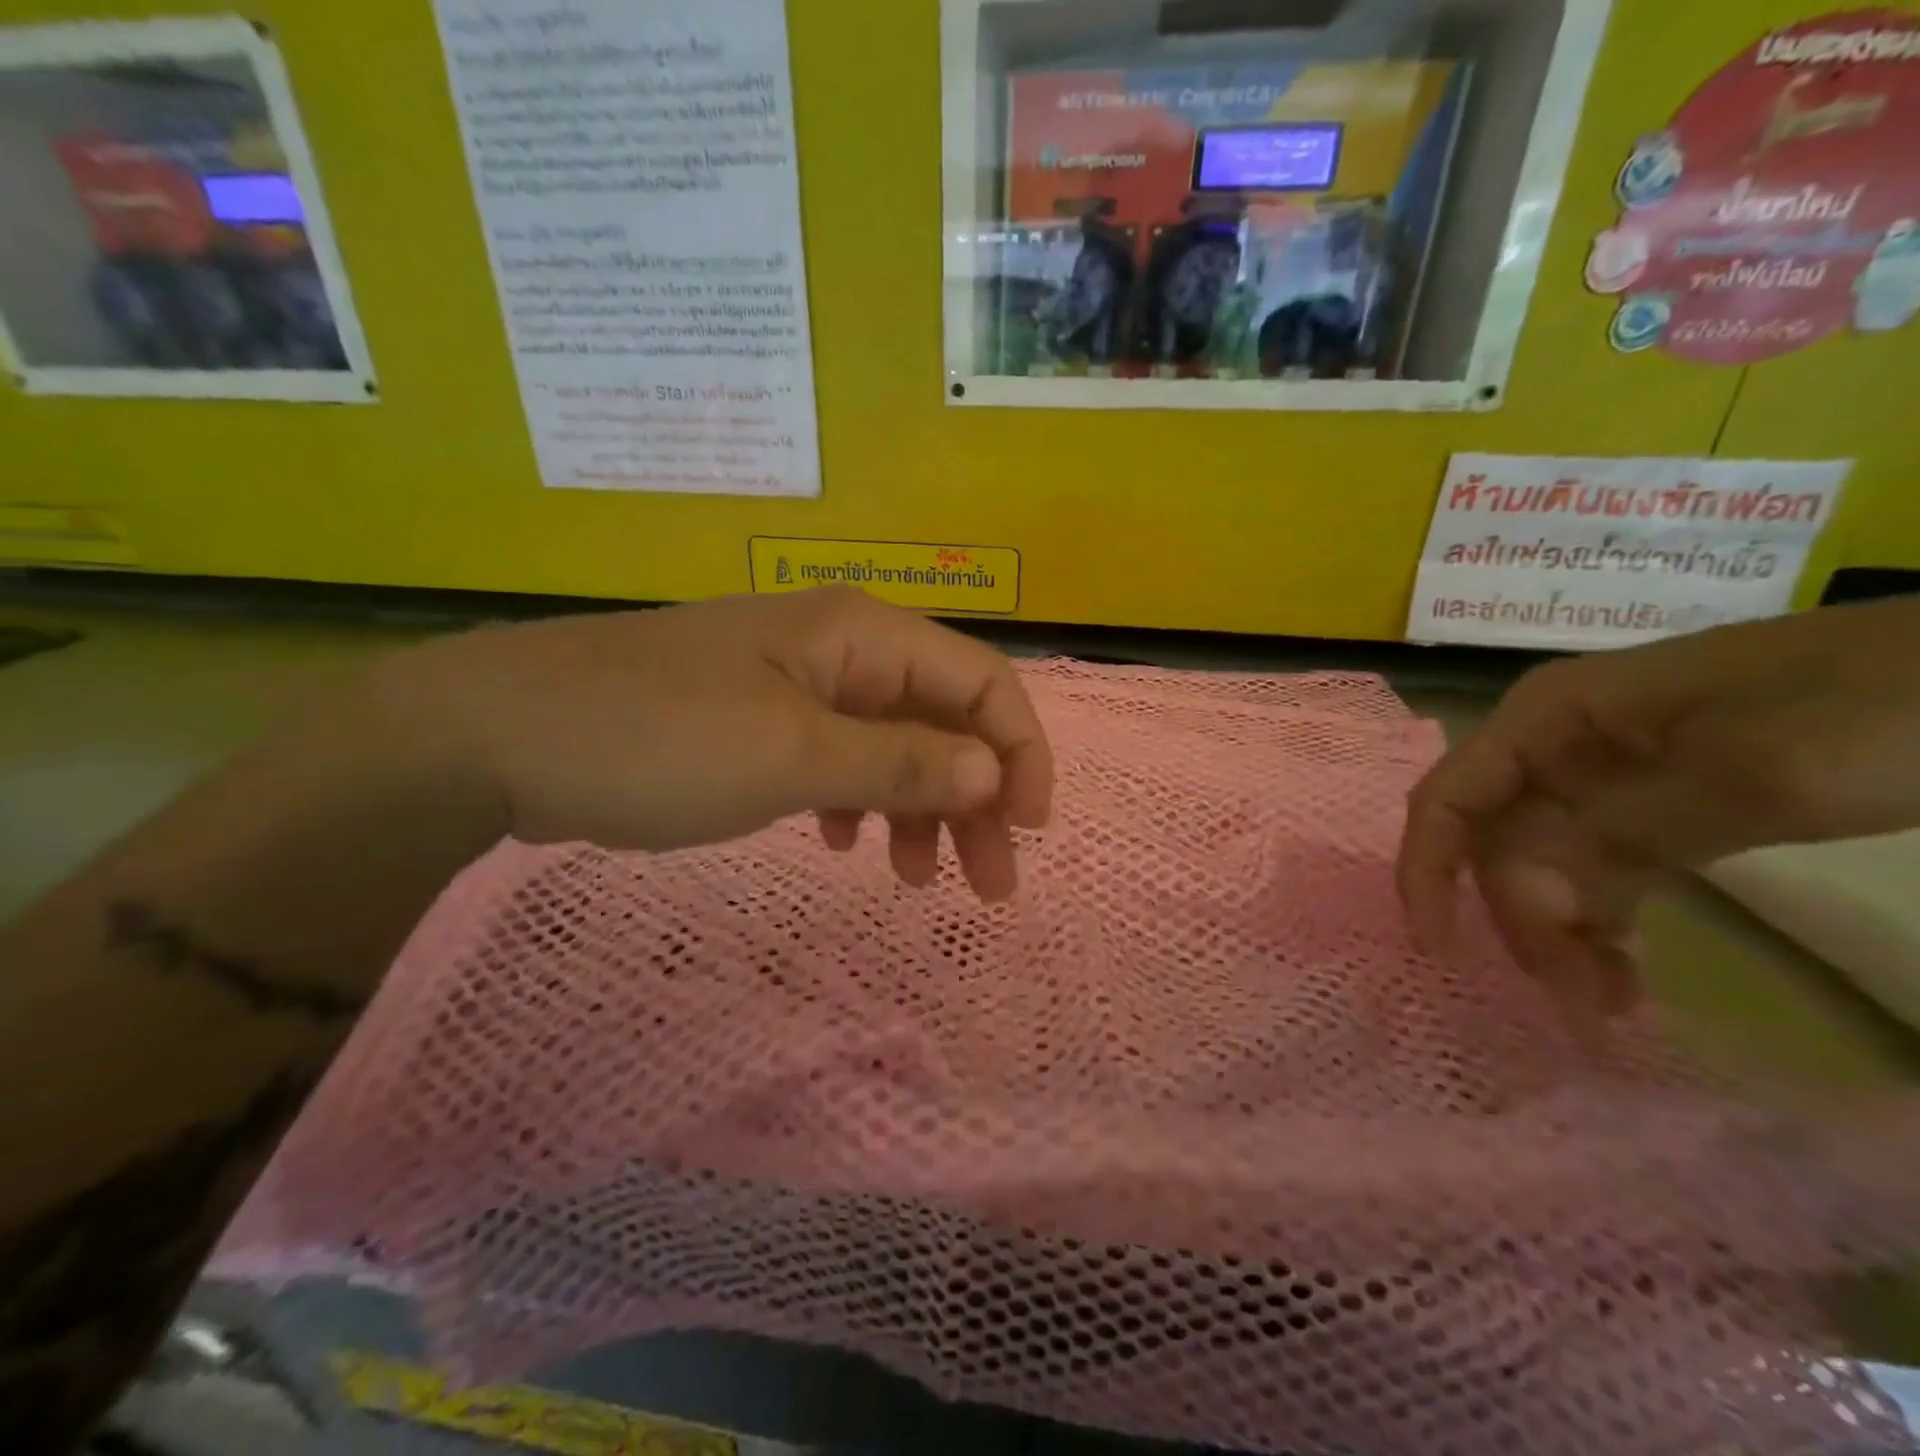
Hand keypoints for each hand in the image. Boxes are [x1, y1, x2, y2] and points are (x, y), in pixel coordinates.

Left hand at [371, 588, 1053, 899]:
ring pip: (892, 746)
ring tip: (914, 881)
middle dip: (977, 798)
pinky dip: (857, 803)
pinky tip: (842, 843)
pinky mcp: (756, 721)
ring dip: (919, 809)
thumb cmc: (657, 737)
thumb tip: (990, 774)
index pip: (981, 683)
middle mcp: (840, 651)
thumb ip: (900, 764)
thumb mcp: (792, 757)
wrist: (497, 734)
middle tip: (990, 885)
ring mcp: (795, 685)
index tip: (1029, 831)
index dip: (1019, 753)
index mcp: (861, 636)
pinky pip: (836, 760)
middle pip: (942, 719)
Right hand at [1397, 597, 1919, 1011]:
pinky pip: (1598, 873)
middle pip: (1498, 842)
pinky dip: (1601, 925)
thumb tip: (1526, 890)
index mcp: (1550, 717)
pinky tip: (1623, 973)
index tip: (1443, 949)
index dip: (1428, 870)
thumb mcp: (1760, 770)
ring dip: (1560, 932)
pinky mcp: (1652, 811)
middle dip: (1521, 917)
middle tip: (1582, 998)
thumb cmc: (1877, 705)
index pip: (1450, 796)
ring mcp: (1601, 780)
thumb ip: (1628, 828)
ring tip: (1610, 1003)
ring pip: (1542, 865)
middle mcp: (1555, 747)